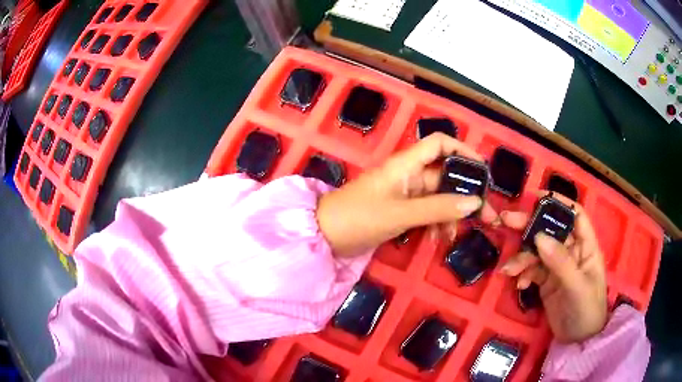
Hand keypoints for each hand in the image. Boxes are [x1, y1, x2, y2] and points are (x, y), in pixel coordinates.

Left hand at [317, 133, 496, 256]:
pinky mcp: (401, 210)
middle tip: (485, 216)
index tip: (483, 170)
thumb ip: (439, 209)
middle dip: (465, 194)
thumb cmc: (359, 218)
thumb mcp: (401, 214)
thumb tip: (475, 202)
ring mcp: (405, 193)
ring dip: (450, 214)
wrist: (324, 236)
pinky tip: (437, 239)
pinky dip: (435, 223)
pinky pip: (426, 212)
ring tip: (454, 235)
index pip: (440, 144)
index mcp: (406, 164)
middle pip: (445, 176)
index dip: (463, 150)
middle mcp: (408, 174)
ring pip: (438, 198)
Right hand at [500, 193, 607, 342]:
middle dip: (530, 225)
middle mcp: (571, 251)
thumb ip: (560, 262)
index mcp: (585, 246)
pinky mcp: (546, 281)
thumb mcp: (576, 287)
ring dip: (522, 257)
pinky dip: (522, 274)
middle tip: (506, 221)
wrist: (578, 340)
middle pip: (551, 230)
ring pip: (537, 251)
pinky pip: (531, 270)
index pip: (575, 215)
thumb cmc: (587, 310)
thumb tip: (539, 236)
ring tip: (509, 270)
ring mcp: (557, 266)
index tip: (536, 196)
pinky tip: (519, 285)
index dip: (559, 202)